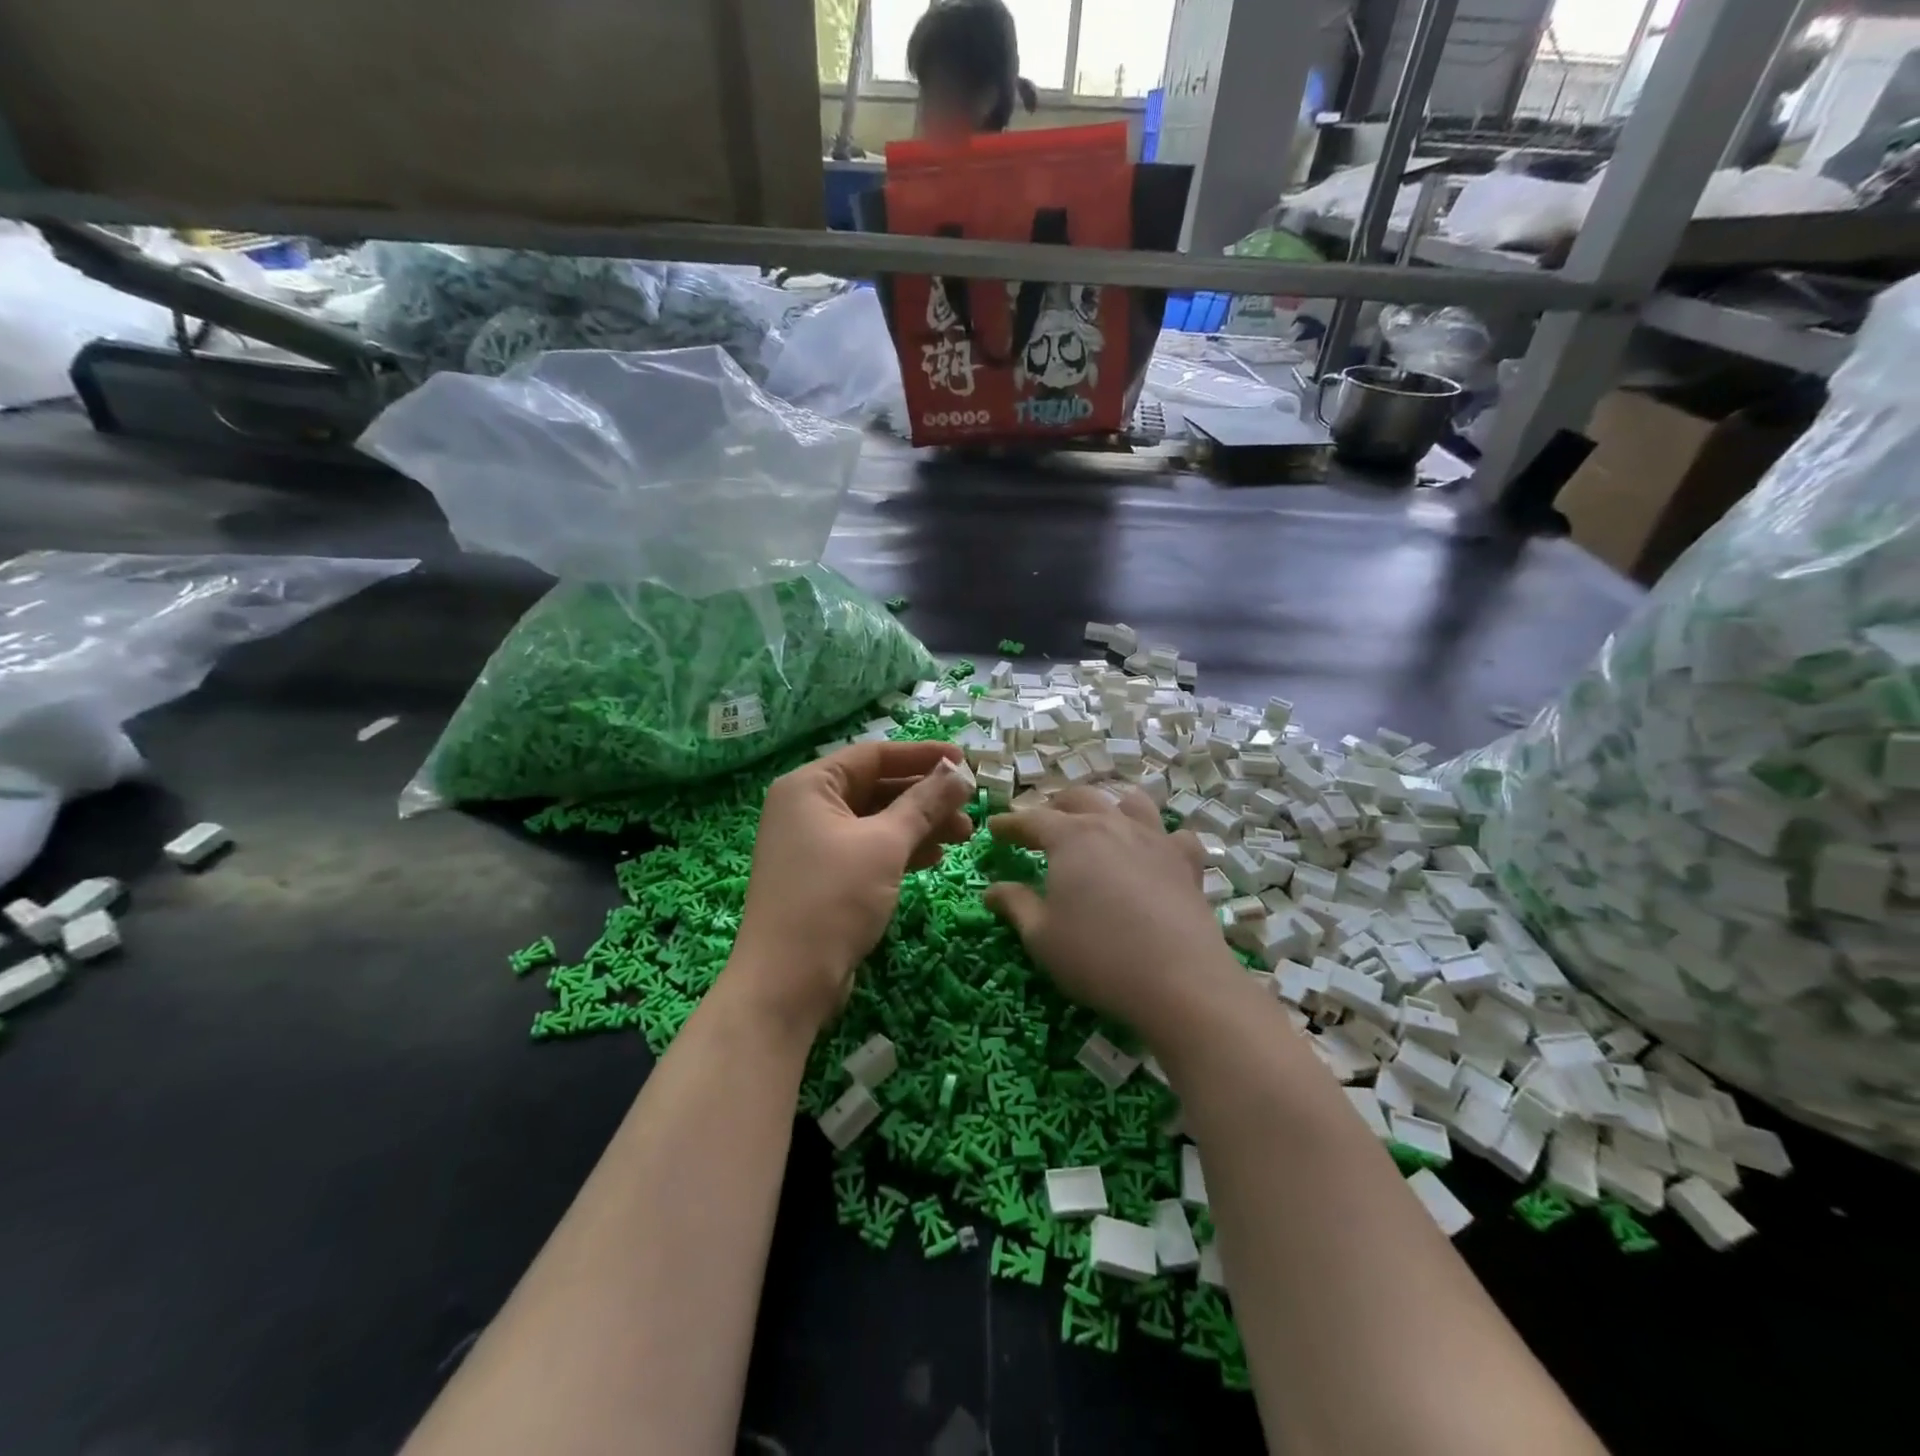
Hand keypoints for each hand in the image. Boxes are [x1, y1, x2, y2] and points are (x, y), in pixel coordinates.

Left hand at [730, 739, 974, 1034]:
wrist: (787, 982)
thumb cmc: (833, 898)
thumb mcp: (884, 844)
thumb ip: (924, 804)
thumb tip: (960, 772)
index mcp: (810, 786)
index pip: (873, 755)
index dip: (922, 755)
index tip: (965, 760)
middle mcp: (807, 807)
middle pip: (877, 787)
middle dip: (926, 796)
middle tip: (970, 807)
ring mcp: (814, 844)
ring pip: (877, 821)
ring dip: (920, 825)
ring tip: (964, 835)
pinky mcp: (825, 876)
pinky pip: (869, 849)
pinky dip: (901, 850)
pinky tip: (934, 858)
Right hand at [983, 787, 1240, 1040]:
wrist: (1179, 979)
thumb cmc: (1097, 955)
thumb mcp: (1041, 936)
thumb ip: (1016, 905)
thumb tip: (992, 890)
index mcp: (1071, 837)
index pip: (1032, 819)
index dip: (1010, 823)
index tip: (995, 829)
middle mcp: (1112, 825)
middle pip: (1080, 798)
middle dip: (1055, 806)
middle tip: (1041, 824)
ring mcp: (1155, 839)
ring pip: (1131, 803)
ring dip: (1109, 807)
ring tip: (1099, 822)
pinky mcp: (1186, 863)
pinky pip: (1175, 836)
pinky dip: (1162, 838)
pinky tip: (1157, 853)